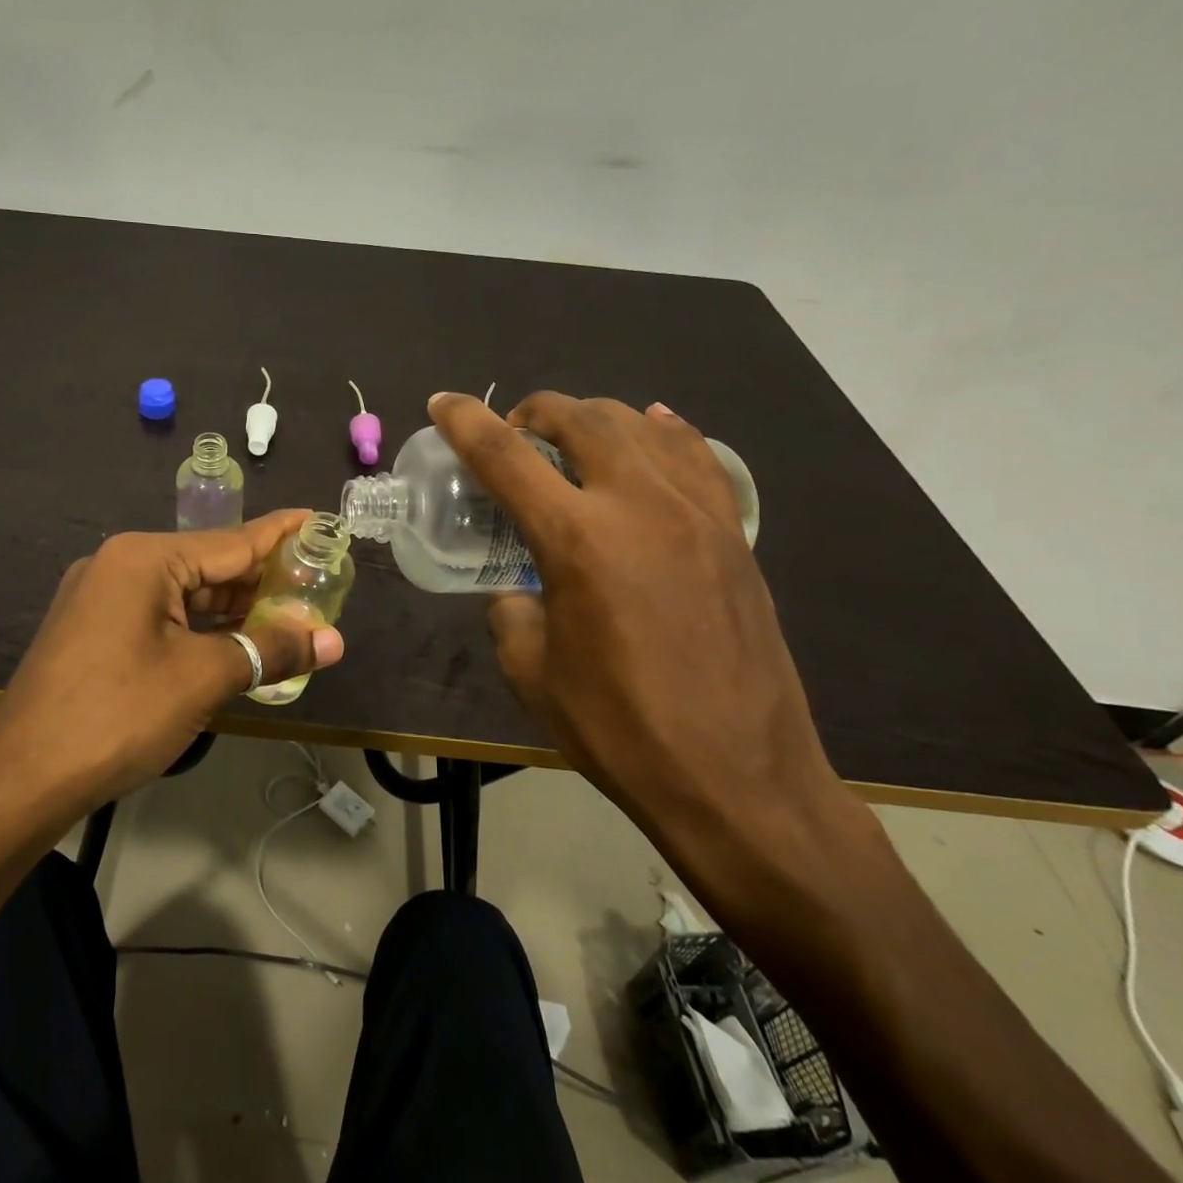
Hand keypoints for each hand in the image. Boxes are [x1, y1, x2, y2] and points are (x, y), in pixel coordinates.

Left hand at [0, 510, 345, 808]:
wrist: (21, 779)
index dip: (281, 535)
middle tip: (316, 585)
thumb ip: (271, 650)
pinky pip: (160, 617)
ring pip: (183, 595)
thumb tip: (333, 641)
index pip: (231, 540)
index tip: (319, 520)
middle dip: (260, 581)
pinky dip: (199, 629)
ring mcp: (100, 599)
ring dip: (232, 610)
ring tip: (286, 616)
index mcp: (144, 559)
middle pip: (207, 565)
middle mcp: (119, 566)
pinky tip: (233, 643)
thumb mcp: (203, 678)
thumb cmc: (118, 715)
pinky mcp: (94, 632)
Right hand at [429, 391, 857, 874]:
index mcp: (578, 540)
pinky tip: (649, 432)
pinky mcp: (734, 533)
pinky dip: (661, 432)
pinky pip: (695, 455)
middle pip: (580, 418)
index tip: (442, 403)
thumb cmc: (621, 730)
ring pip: (639, 425)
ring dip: (592, 418)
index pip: (505, 456)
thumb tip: (518, 590)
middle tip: (512, 434)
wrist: (739, 779)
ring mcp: (697, 513)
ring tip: (571, 442)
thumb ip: (511, 612)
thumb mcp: (532, 673)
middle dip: (533, 411)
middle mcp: (639, 505)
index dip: (465, 422)